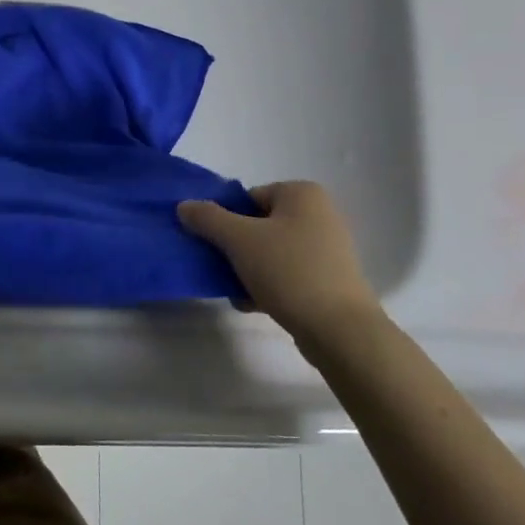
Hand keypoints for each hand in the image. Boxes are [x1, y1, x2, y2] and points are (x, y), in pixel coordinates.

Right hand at [178, 181, 380, 347]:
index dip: (226, 220)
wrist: (340, 331)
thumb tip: (184, 205)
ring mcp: (327, 248)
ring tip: (236, 291)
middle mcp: (319, 214)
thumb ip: (207, 218)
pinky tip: (252, 304)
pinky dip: (268, 285)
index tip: (216, 245)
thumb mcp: (238, 239)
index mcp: (302, 194)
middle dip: (236, 248)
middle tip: (222, 268)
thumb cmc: (289, 271)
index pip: (248, 198)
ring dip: (248, 269)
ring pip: (271, 252)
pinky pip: (288, 274)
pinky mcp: (330, 279)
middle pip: (258, 225)